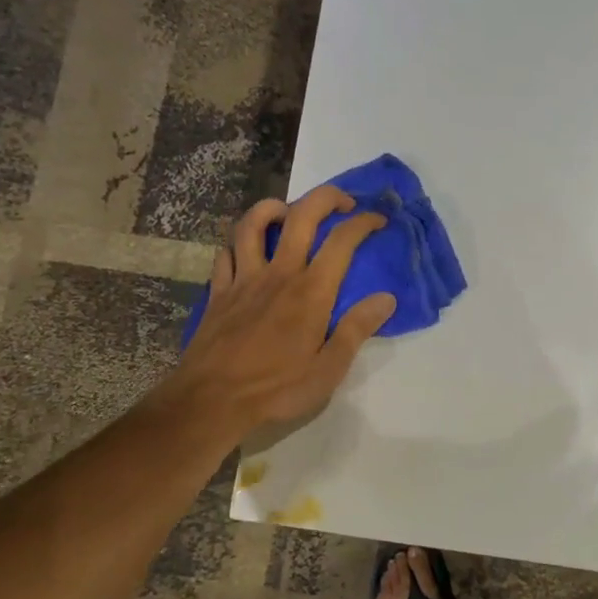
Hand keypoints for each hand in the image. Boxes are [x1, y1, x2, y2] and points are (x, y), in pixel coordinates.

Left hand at [164, 185, 396, 436]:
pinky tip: (246, 250)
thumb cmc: (276, 389)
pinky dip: (238, 243)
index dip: (364, 223)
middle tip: (343, 203)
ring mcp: (244, 279)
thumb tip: (386, 298)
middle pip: (301, 215)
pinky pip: (226, 253)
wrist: (211, 401)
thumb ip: (357, 329)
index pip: (342, 241)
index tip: (378, 220)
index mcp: (311, 292)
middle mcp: (279, 274)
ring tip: (289, 213)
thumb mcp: (329, 369)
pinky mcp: (219, 292)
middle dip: (326, 197)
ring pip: (253, 224)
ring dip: (273, 208)